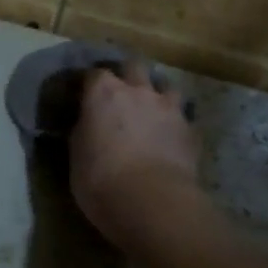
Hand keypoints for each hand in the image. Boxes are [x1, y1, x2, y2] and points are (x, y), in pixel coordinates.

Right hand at [70, 64, 199, 242]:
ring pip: (166, 85)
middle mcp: (137, 90)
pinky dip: (175, 122)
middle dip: (127, 75)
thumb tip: (85, 125)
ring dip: (157, 94)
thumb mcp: (77, 154)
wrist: (151, 202)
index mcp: (103, 93)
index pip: (93, 74)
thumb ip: (83, 131)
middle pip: (133, 66)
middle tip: (121, 94)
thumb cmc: (100, 179)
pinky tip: (170, 136)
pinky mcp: (190, 129)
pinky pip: (182, 116)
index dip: (89, 84)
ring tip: (152, 110)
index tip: (84, 95)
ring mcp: (168, 107)